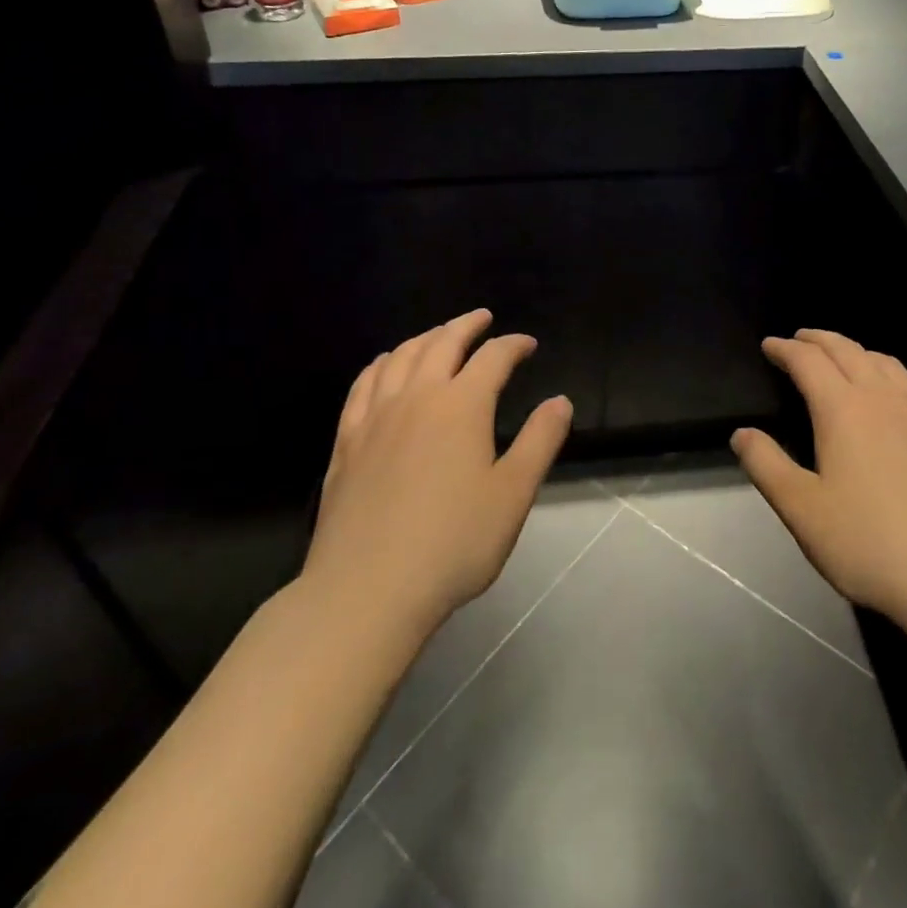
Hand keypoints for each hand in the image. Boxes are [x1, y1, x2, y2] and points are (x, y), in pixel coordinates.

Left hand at [301, 309, 572, 638]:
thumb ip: (540, 441)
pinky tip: (384, 365)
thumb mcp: (513, 494)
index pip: (493, 357)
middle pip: (442, 343)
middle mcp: (417, 397)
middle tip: (483, 318)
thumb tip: (560, 401)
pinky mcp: (347, 441)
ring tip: (439, 335)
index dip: (513, 345)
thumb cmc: (453, 543)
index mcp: (462, 405)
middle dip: (466, 325)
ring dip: (424, 337)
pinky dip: (380, 364)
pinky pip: (363, 385)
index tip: (528, 344)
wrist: (368, 589)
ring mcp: (375, 417)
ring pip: (400, 357)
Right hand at [732, 329, 906, 641]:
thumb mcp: (802, 511)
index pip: (808, 361)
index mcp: (843, 410)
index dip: (785, 349)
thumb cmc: (870, 545)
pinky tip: (901, 393)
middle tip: (800, 339)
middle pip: (848, 351)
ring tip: (843, 358)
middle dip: (819, 340)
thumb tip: (741, 433)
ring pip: (887, 363)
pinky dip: (897, 377)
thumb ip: (767, 465)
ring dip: (857, 352)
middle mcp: (885, 398)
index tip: (769, 345)